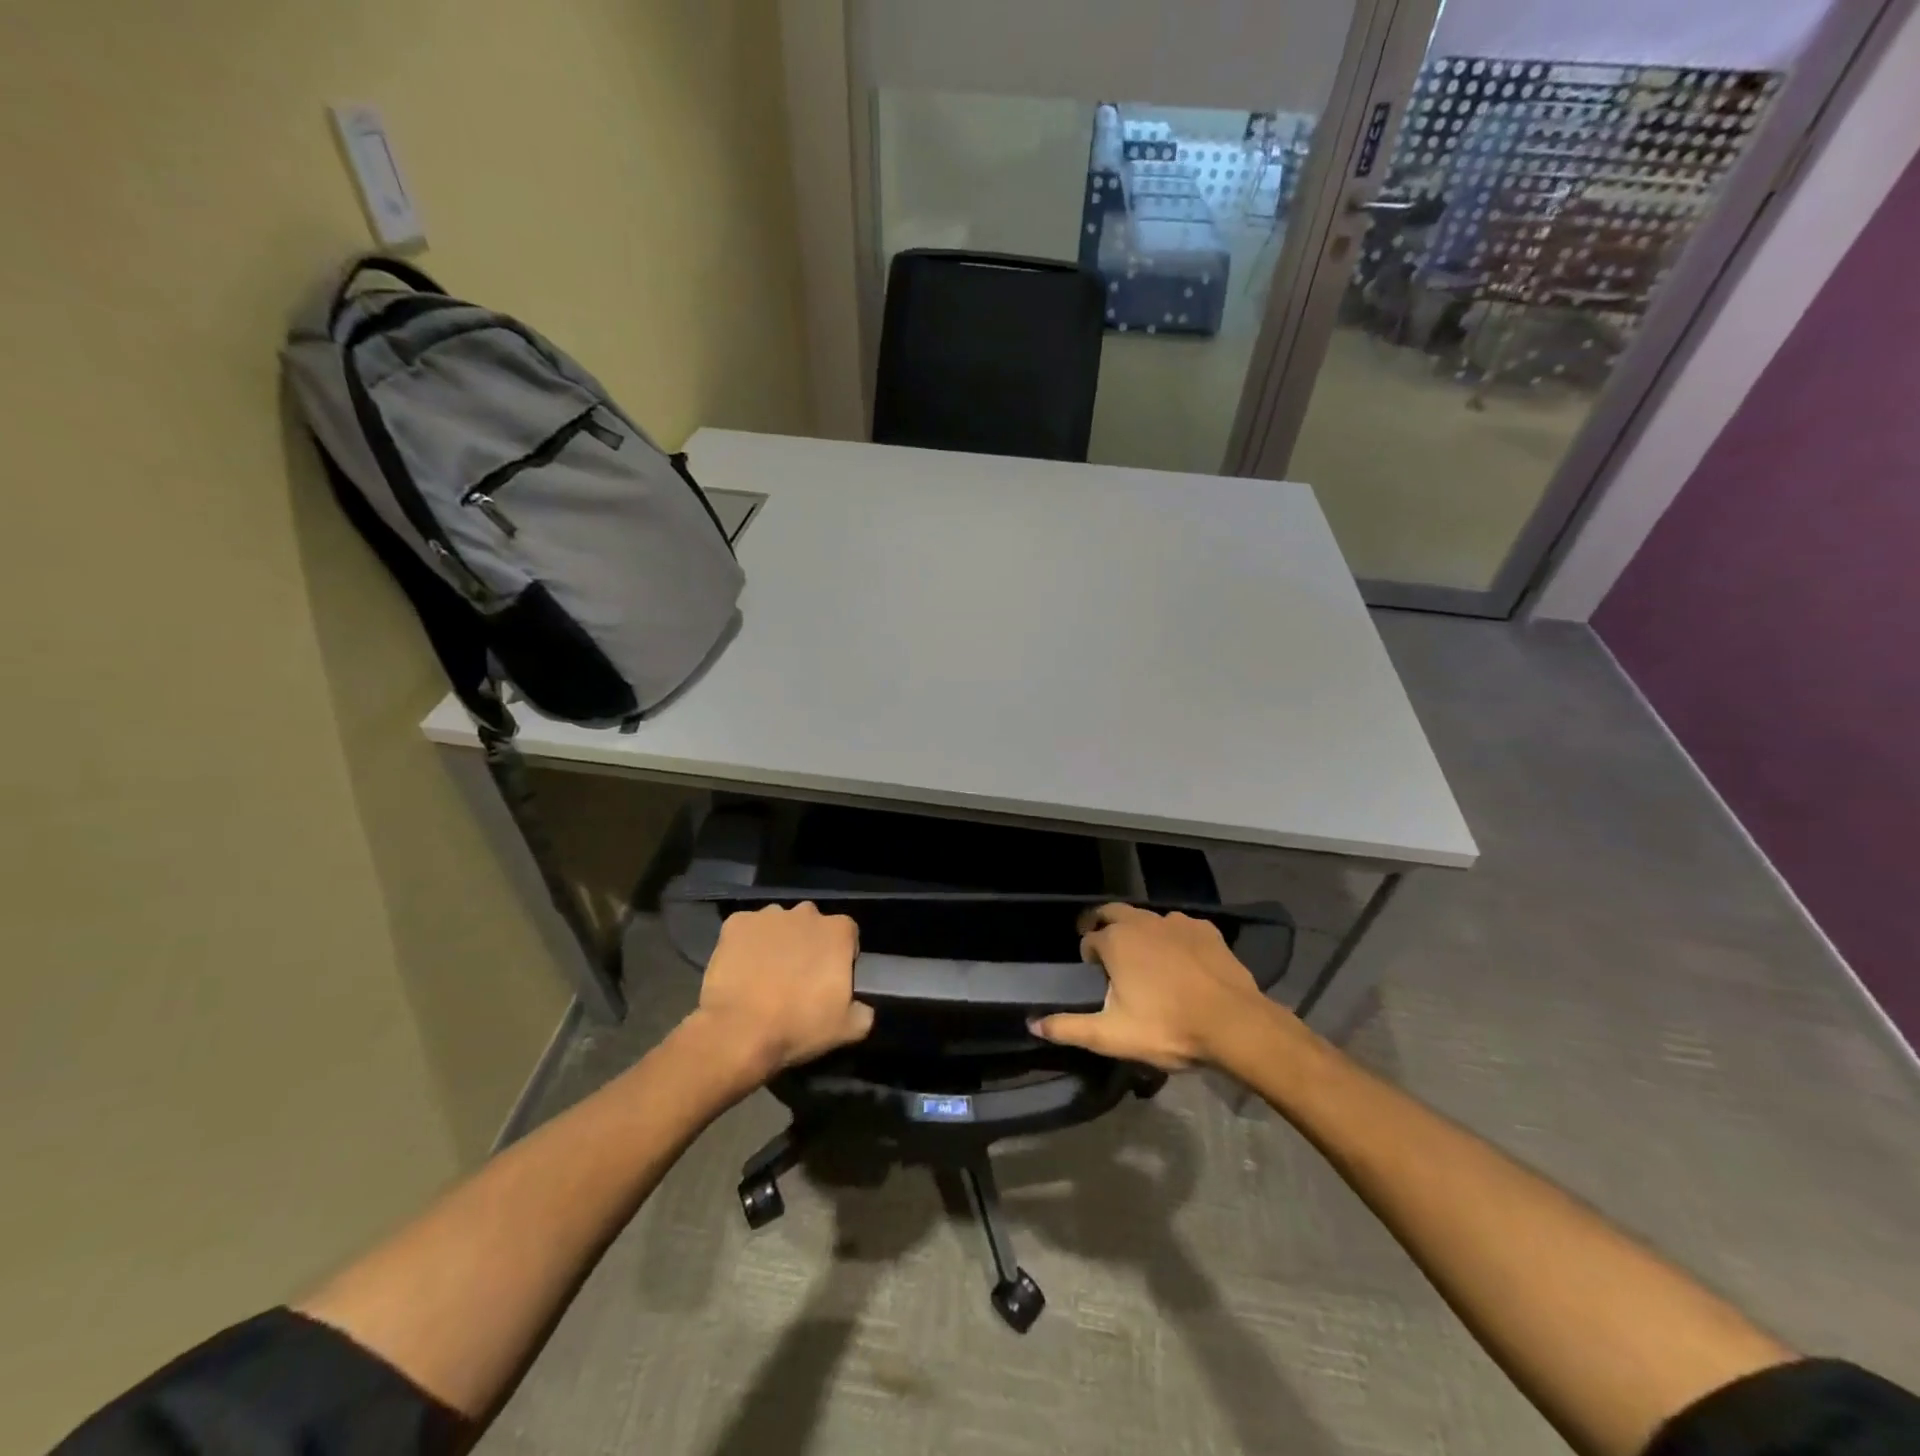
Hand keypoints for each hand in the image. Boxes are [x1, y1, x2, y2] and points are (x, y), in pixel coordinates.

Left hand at [689, 903, 874, 1080]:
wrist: (738, 1032)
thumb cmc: (798, 1026)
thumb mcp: (848, 1029)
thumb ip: (863, 1011)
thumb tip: (862, 1007)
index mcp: (838, 931)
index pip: (848, 934)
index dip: (840, 956)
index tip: (830, 980)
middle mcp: (806, 913)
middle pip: (812, 925)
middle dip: (808, 945)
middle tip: (797, 979)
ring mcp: (768, 915)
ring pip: (778, 925)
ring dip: (777, 943)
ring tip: (765, 976)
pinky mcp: (736, 923)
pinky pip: (746, 929)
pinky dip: (745, 944)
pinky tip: (741, 970)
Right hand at [1030, 904, 1277, 1070]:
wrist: (1233, 1023)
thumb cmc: (1167, 1027)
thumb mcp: (1111, 1036)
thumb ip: (1069, 1028)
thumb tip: (1032, 1024)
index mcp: (1116, 941)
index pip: (1090, 938)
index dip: (1088, 954)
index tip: (1094, 973)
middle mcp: (1142, 922)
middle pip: (1114, 913)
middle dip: (1105, 925)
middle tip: (1108, 949)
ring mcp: (1176, 922)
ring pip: (1148, 920)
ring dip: (1141, 933)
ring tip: (1147, 960)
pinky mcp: (1205, 930)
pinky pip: (1180, 928)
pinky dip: (1173, 939)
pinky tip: (1182, 962)